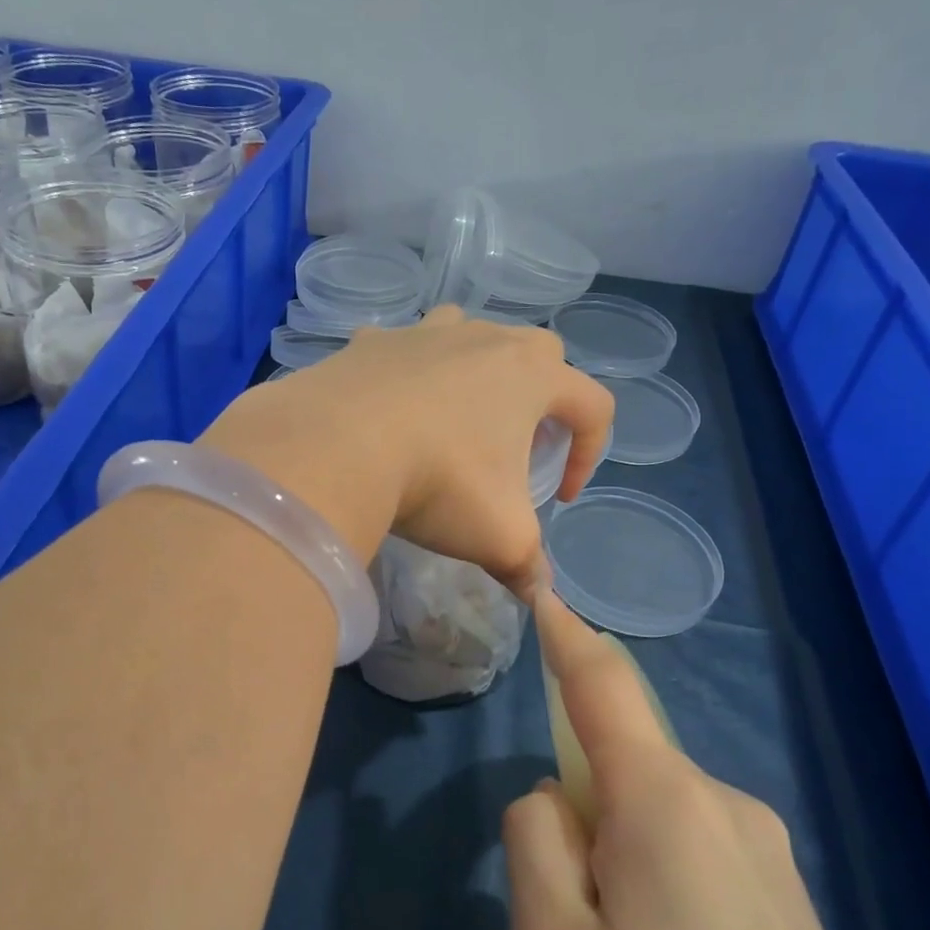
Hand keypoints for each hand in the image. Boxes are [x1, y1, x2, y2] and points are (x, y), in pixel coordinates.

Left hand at [201, 305, 611, 594]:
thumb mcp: (498, 535)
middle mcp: (484, 340)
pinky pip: (403, 349)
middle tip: (517, 445)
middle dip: (543, 397)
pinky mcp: (372, 341)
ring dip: (478, 368)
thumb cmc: (438, 482)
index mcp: (531, 375)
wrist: (336, 447)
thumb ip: (528, 566)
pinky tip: (390, 410)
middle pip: (540, 352)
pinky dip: (408, 373)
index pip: (593, 405)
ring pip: (471, 333)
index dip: (589, 453)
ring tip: (458, 416)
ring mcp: (424, 333)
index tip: (559, 495)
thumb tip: (541, 596)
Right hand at [504, 594, 929, 929]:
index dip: (567, 633)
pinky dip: (659, 891)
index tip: (542, 588)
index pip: (604, 684)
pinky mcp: (794, 910)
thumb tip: (557, 797)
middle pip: (623, 766)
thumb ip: (535, 841)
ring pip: (656, 818)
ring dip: (618, 864)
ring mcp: (772, 858)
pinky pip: (696, 857)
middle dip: (579, 816)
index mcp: (667, 805)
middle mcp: (728, 807)